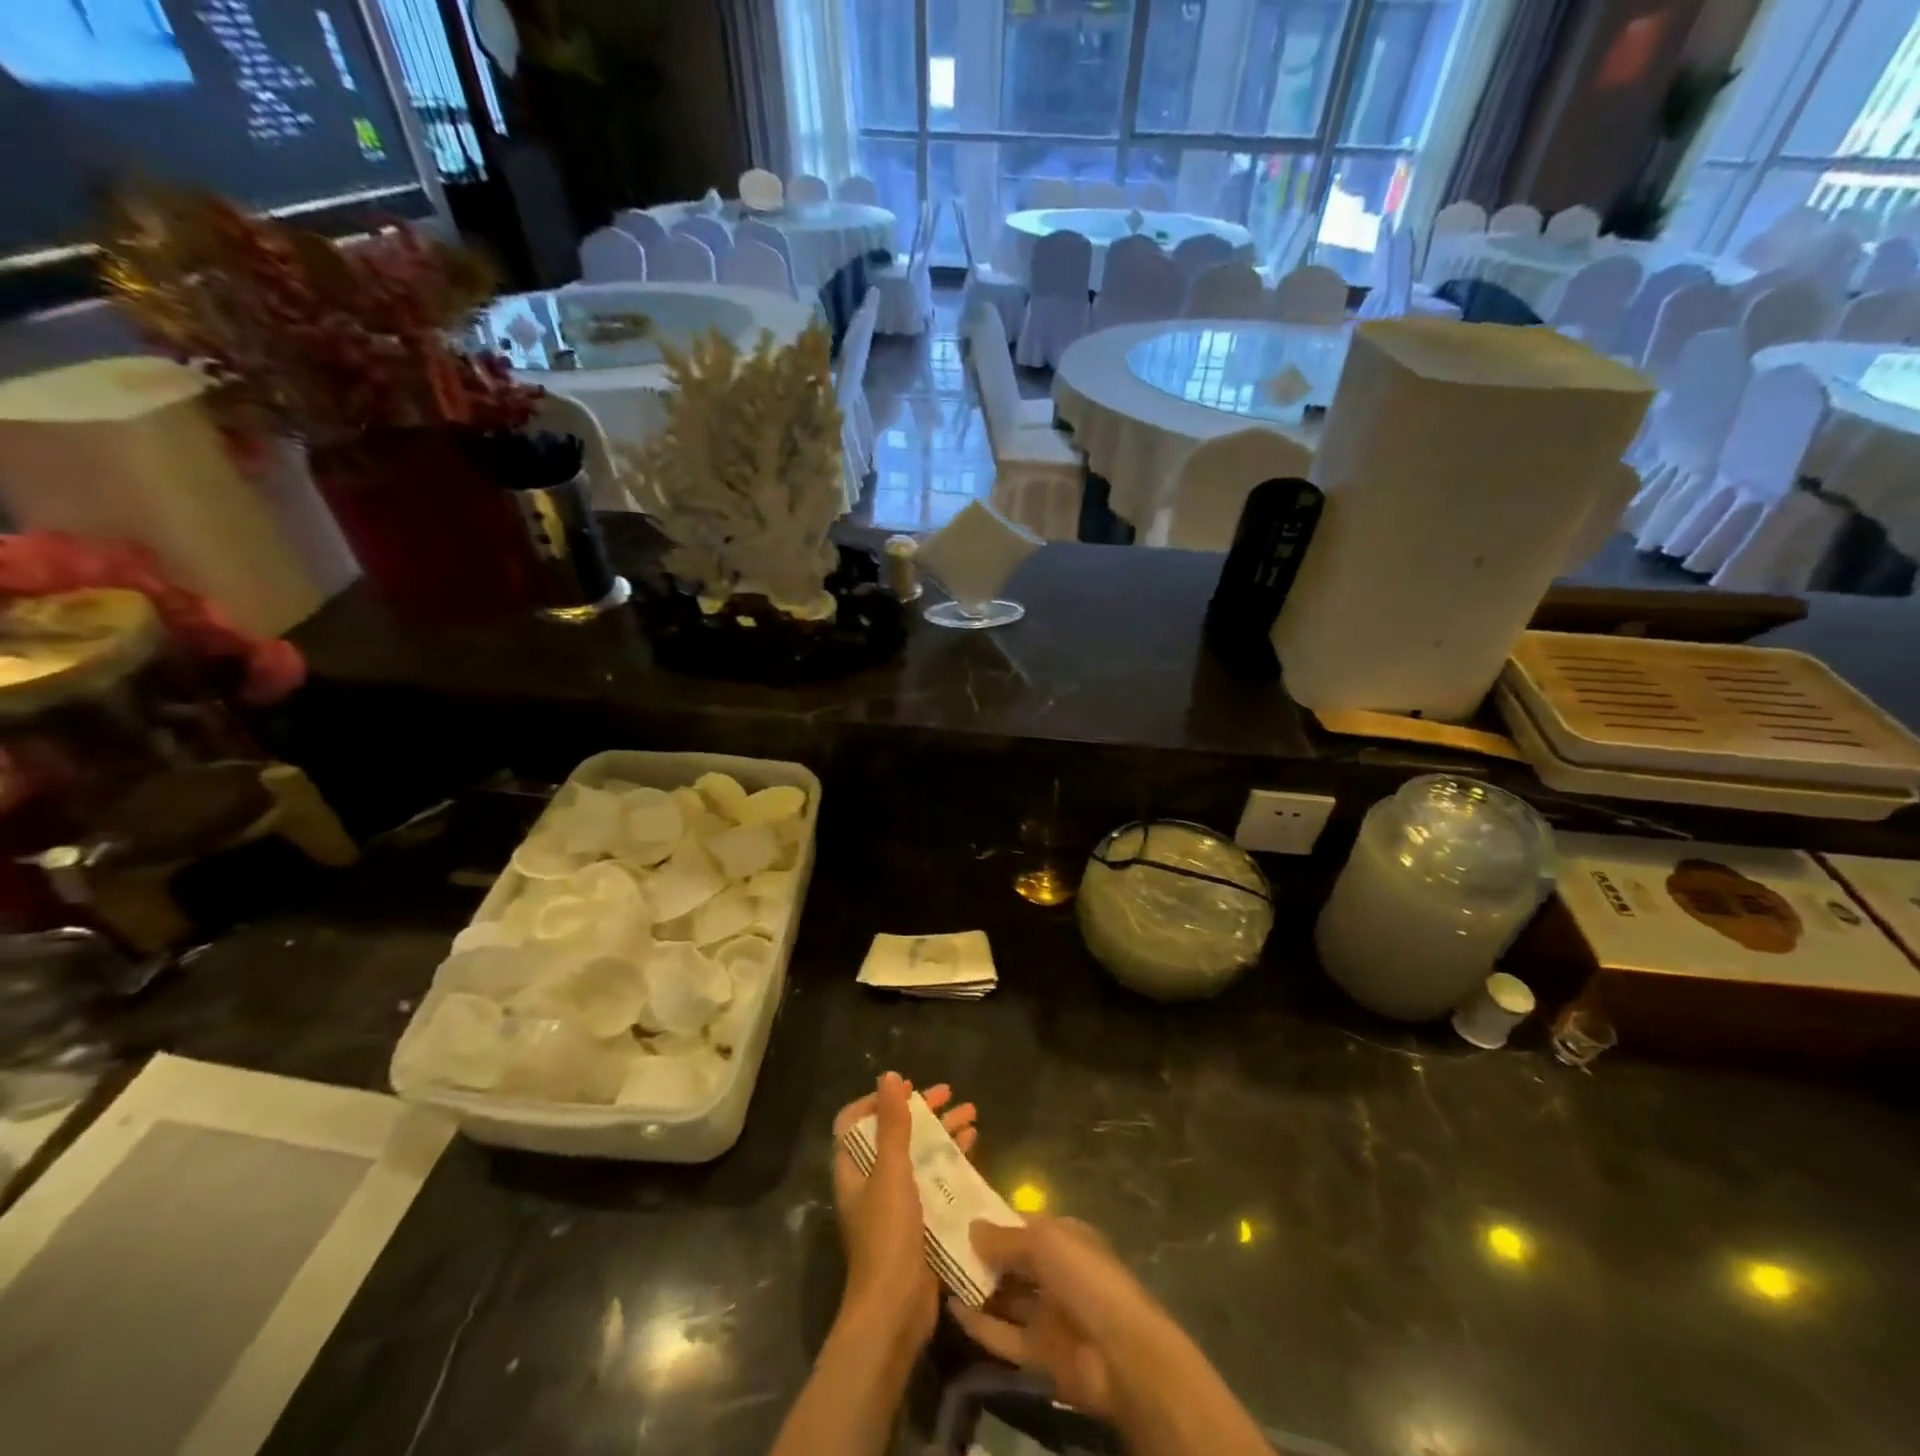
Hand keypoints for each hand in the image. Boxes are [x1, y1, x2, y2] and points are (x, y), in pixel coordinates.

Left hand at [831, 1072, 977, 1350]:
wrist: (895, 1310)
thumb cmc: (887, 1234)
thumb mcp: (891, 1172)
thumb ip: (891, 1124)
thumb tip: (888, 1076)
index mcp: (853, 1169)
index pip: (855, 1122)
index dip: (877, 1101)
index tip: (906, 1089)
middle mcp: (871, 1181)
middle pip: (894, 1133)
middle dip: (921, 1111)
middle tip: (949, 1093)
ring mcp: (895, 1203)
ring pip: (919, 1154)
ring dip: (942, 1131)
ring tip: (972, 1112)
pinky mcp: (919, 1221)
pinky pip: (934, 1179)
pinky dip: (951, 1159)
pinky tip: (973, 1145)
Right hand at [951, 1217, 1272, 1455]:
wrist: (1121, 1355)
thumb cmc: (1086, 1278)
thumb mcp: (1044, 1241)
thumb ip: (1005, 1238)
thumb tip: (971, 1227)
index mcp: (1063, 1237)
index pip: (1020, 1223)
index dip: (990, 1219)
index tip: (953, 1213)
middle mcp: (1055, 1272)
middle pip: (1011, 1261)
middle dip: (979, 1254)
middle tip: (936, 1244)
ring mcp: (1048, 1314)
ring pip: (1005, 1297)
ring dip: (976, 1288)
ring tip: (935, 1274)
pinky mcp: (1040, 1354)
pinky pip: (1004, 1335)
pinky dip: (980, 1324)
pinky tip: (951, 1310)